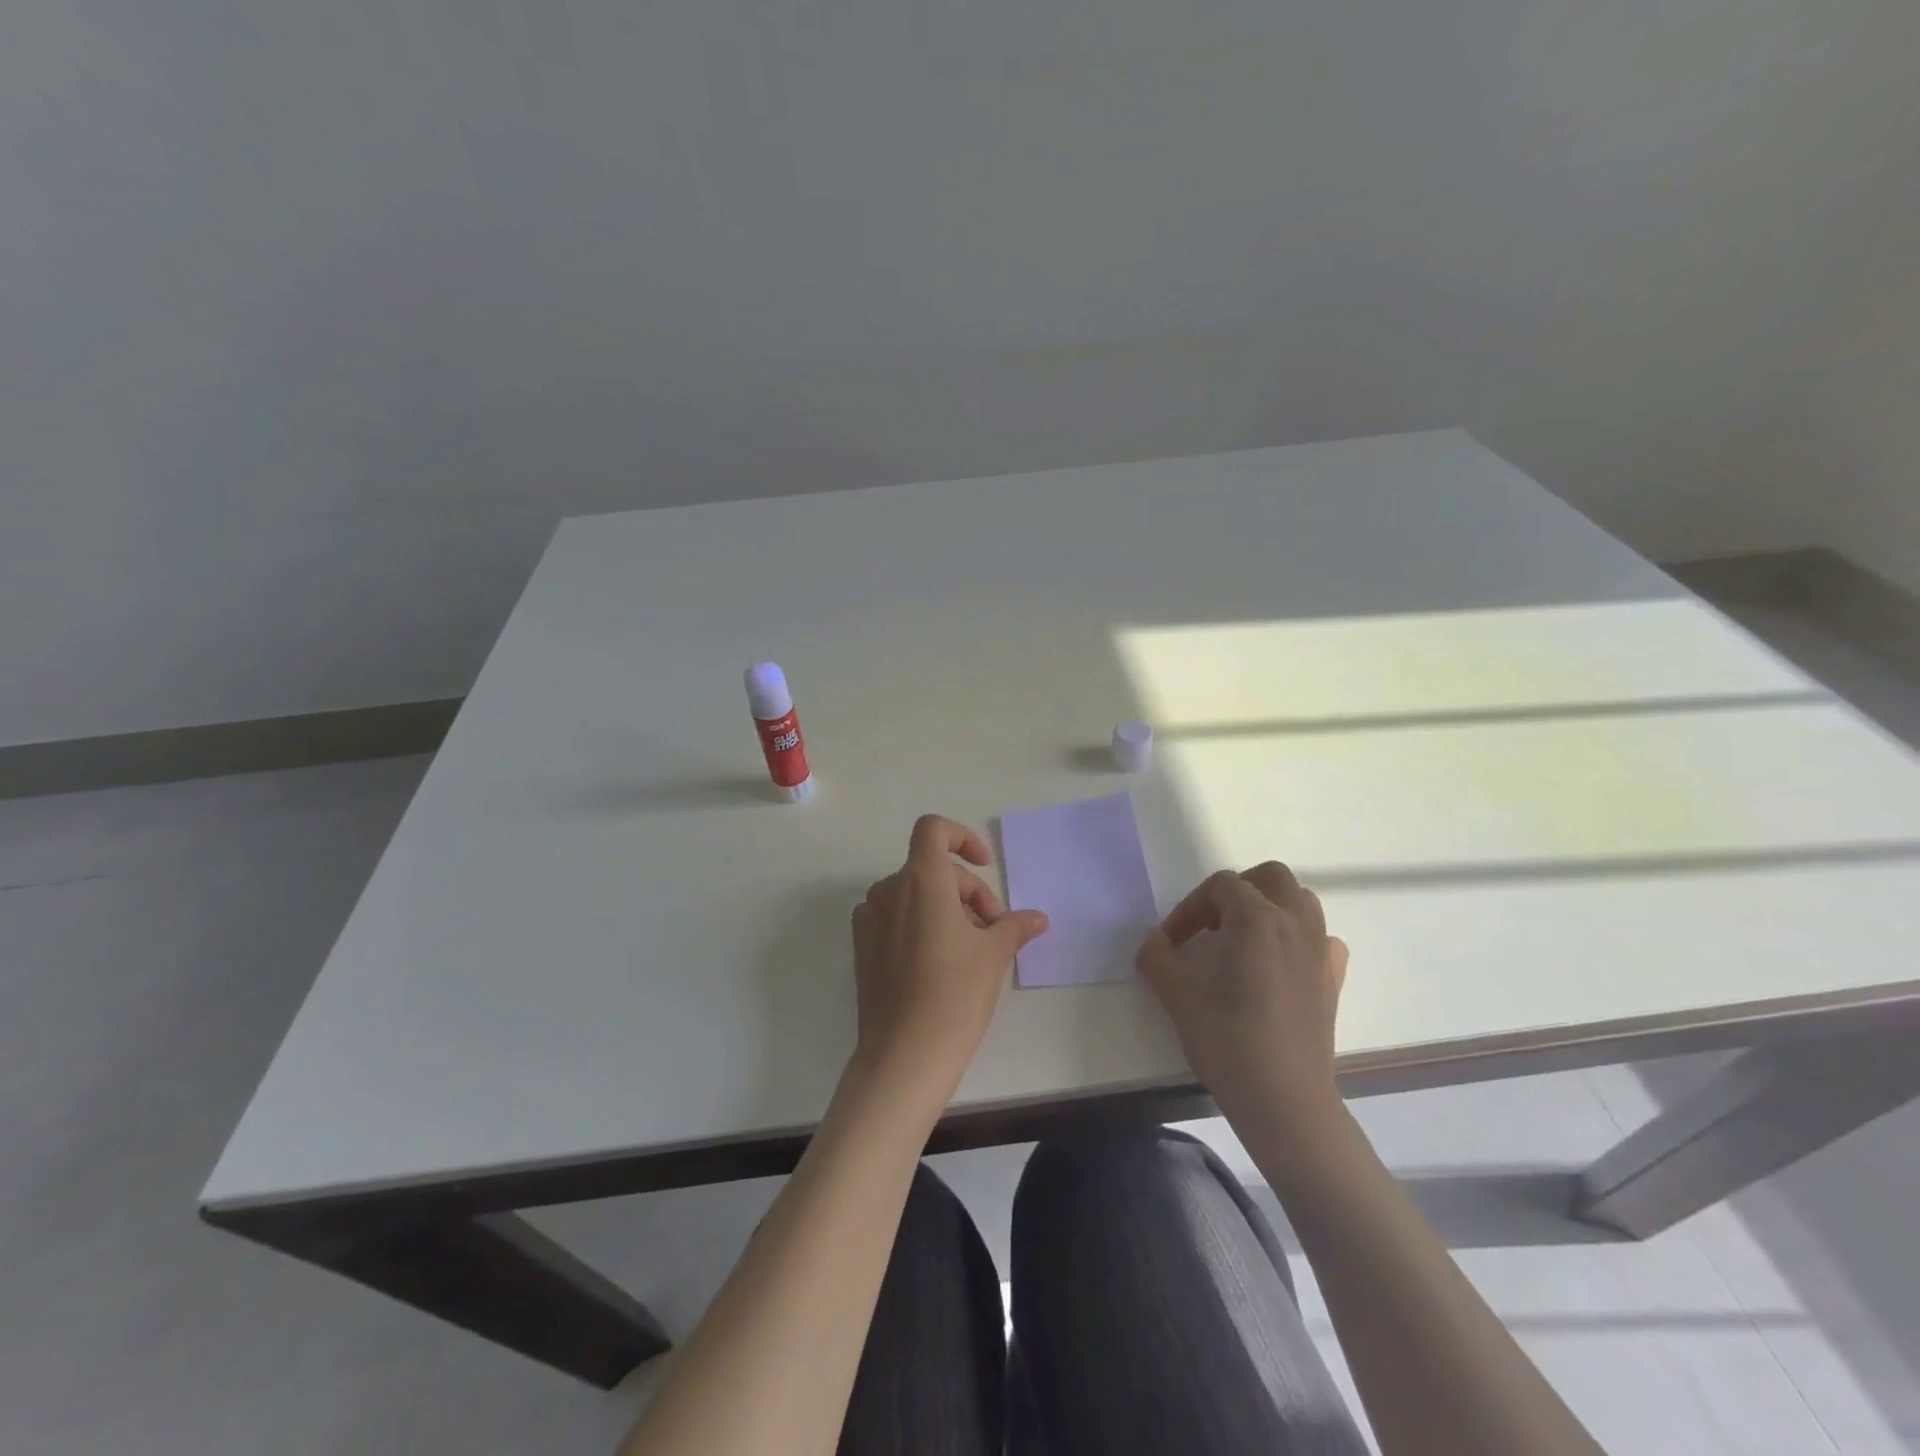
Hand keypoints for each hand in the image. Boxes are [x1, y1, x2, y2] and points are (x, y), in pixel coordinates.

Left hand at [850, 815, 1050, 1096]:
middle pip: (933, 869)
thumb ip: (1014, 926)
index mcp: (920, 880)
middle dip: (968, 892)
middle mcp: (888, 891)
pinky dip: (920, 925)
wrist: (904, 1054)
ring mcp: (870, 919)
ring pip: (915, 895)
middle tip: (993, 930)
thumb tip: (1038, 918)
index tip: (985, 867)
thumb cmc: (955, 994)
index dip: (962, 837)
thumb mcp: (994, 954)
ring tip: (971, 949)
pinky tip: (939, 963)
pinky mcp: (862, 947)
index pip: (933, 829)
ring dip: (946, 909)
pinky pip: (895, 918)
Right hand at [1136, 863, 1348, 1135]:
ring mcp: (1320, 951)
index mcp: (1257, 918)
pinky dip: (1299, 938)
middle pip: (1270, 877)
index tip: (1172, 943)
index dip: (1190, 908)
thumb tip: (1155, 943)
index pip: (1220, 886)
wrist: (1284, 1101)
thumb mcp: (1176, 994)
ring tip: (1241, 940)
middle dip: (1236, 892)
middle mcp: (1295, 923)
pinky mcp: (1333, 980)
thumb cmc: (1227, 1040)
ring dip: (1269, 907)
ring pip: (1300, 901)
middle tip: (1210, 925)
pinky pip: (1320, 939)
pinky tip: (1279, 965)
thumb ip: (1157, 957)